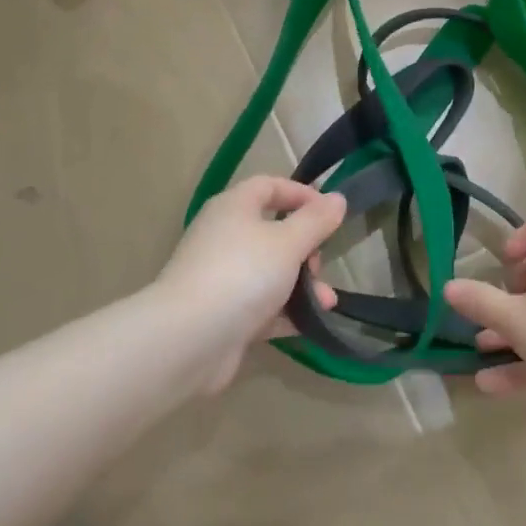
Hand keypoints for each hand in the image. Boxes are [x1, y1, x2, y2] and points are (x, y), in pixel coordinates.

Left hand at [157, 176, 344, 392]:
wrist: (188, 339)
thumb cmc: (242, 274)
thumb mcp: (288, 242)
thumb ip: (316, 220)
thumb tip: (337, 198)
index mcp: (234, 208)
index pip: (269, 186)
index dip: (301, 194)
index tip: (330, 212)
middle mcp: (224, 237)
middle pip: (273, 231)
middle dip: (306, 248)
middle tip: (319, 265)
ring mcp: (221, 277)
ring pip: (270, 272)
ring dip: (302, 284)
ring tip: (327, 303)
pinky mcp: (222, 313)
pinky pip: (261, 305)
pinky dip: (285, 311)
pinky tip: (310, 323)